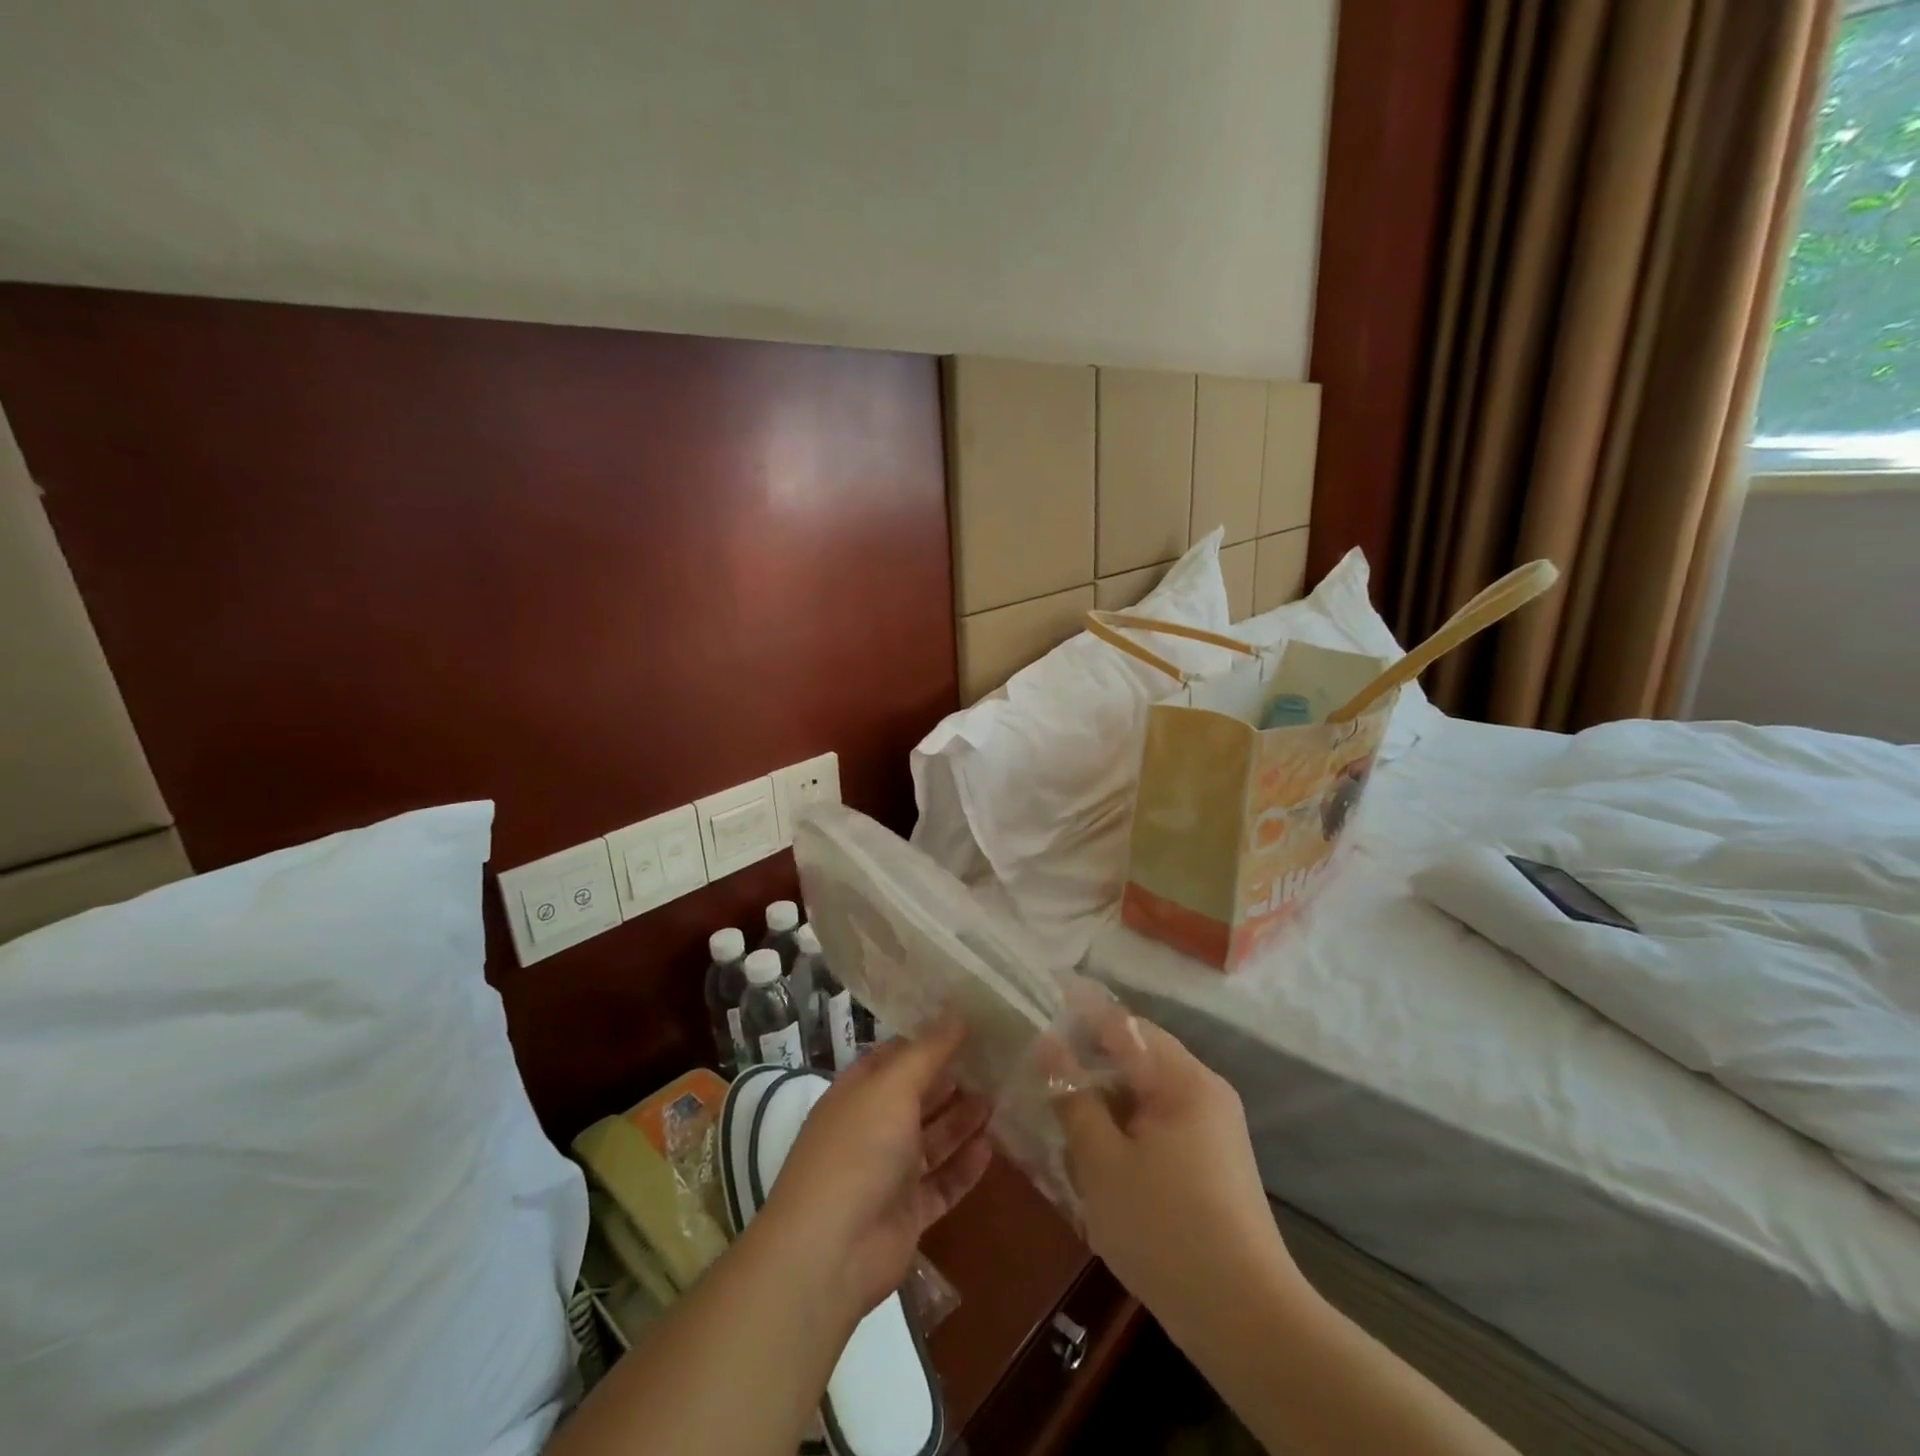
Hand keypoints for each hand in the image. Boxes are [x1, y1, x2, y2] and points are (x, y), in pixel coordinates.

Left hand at [758, 1020, 993, 1322]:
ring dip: (961, 1121)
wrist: (831, 1251)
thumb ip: (928, 1051)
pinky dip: (964, 1167)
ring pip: (932, 1140)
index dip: (927, 1041)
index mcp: (858, 1093)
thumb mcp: (893, 1086)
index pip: (894, 1057)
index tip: (968, 1025)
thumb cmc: (859, 1150)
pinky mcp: (907, 1213)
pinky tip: (991, 1148)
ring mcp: (888, 1173)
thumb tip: (957, 1013)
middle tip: (995, 1061)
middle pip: (916, 1097)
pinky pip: (941, 1183)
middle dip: (951, 1080)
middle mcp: (871, 1128)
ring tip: (999, 1097)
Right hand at [1051, 1008, 1300, 1322]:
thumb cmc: (1165, 1230)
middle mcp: (1204, 1090)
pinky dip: (1126, 1123)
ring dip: (1104, 1095)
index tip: (1038, 1007)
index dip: (1078, 1013)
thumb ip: (1073, 1097)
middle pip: (1135, 1054)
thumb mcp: (1102, 1162)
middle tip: (1039, 1068)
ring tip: (1060, 1109)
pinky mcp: (1213, 1158)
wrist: (1246, 1320)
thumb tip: (1048, 1046)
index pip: (1123, 1023)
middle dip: (1087, 1058)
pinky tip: (1096, 1149)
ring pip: (1145, 1089)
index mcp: (1182, 1079)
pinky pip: (1160, 1119)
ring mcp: (1213, 1125)